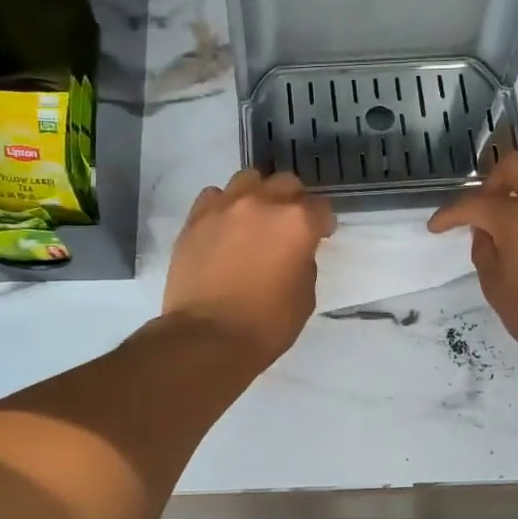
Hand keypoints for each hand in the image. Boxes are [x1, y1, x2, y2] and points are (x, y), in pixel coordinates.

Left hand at [163, 170, 334, 366]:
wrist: (208, 338)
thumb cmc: (266, 324)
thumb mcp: (304, 297)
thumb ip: (304, 262)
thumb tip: (294, 251)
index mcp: (297, 222)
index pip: (320, 208)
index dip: (322, 223)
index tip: (320, 236)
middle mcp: (262, 203)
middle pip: (285, 184)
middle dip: (292, 201)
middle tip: (287, 226)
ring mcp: (224, 207)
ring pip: (247, 180)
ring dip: (257, 196)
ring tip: (253, 219)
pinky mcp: (195, 219)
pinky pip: (213, 197)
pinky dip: (223, 207)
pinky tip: (224, 227)